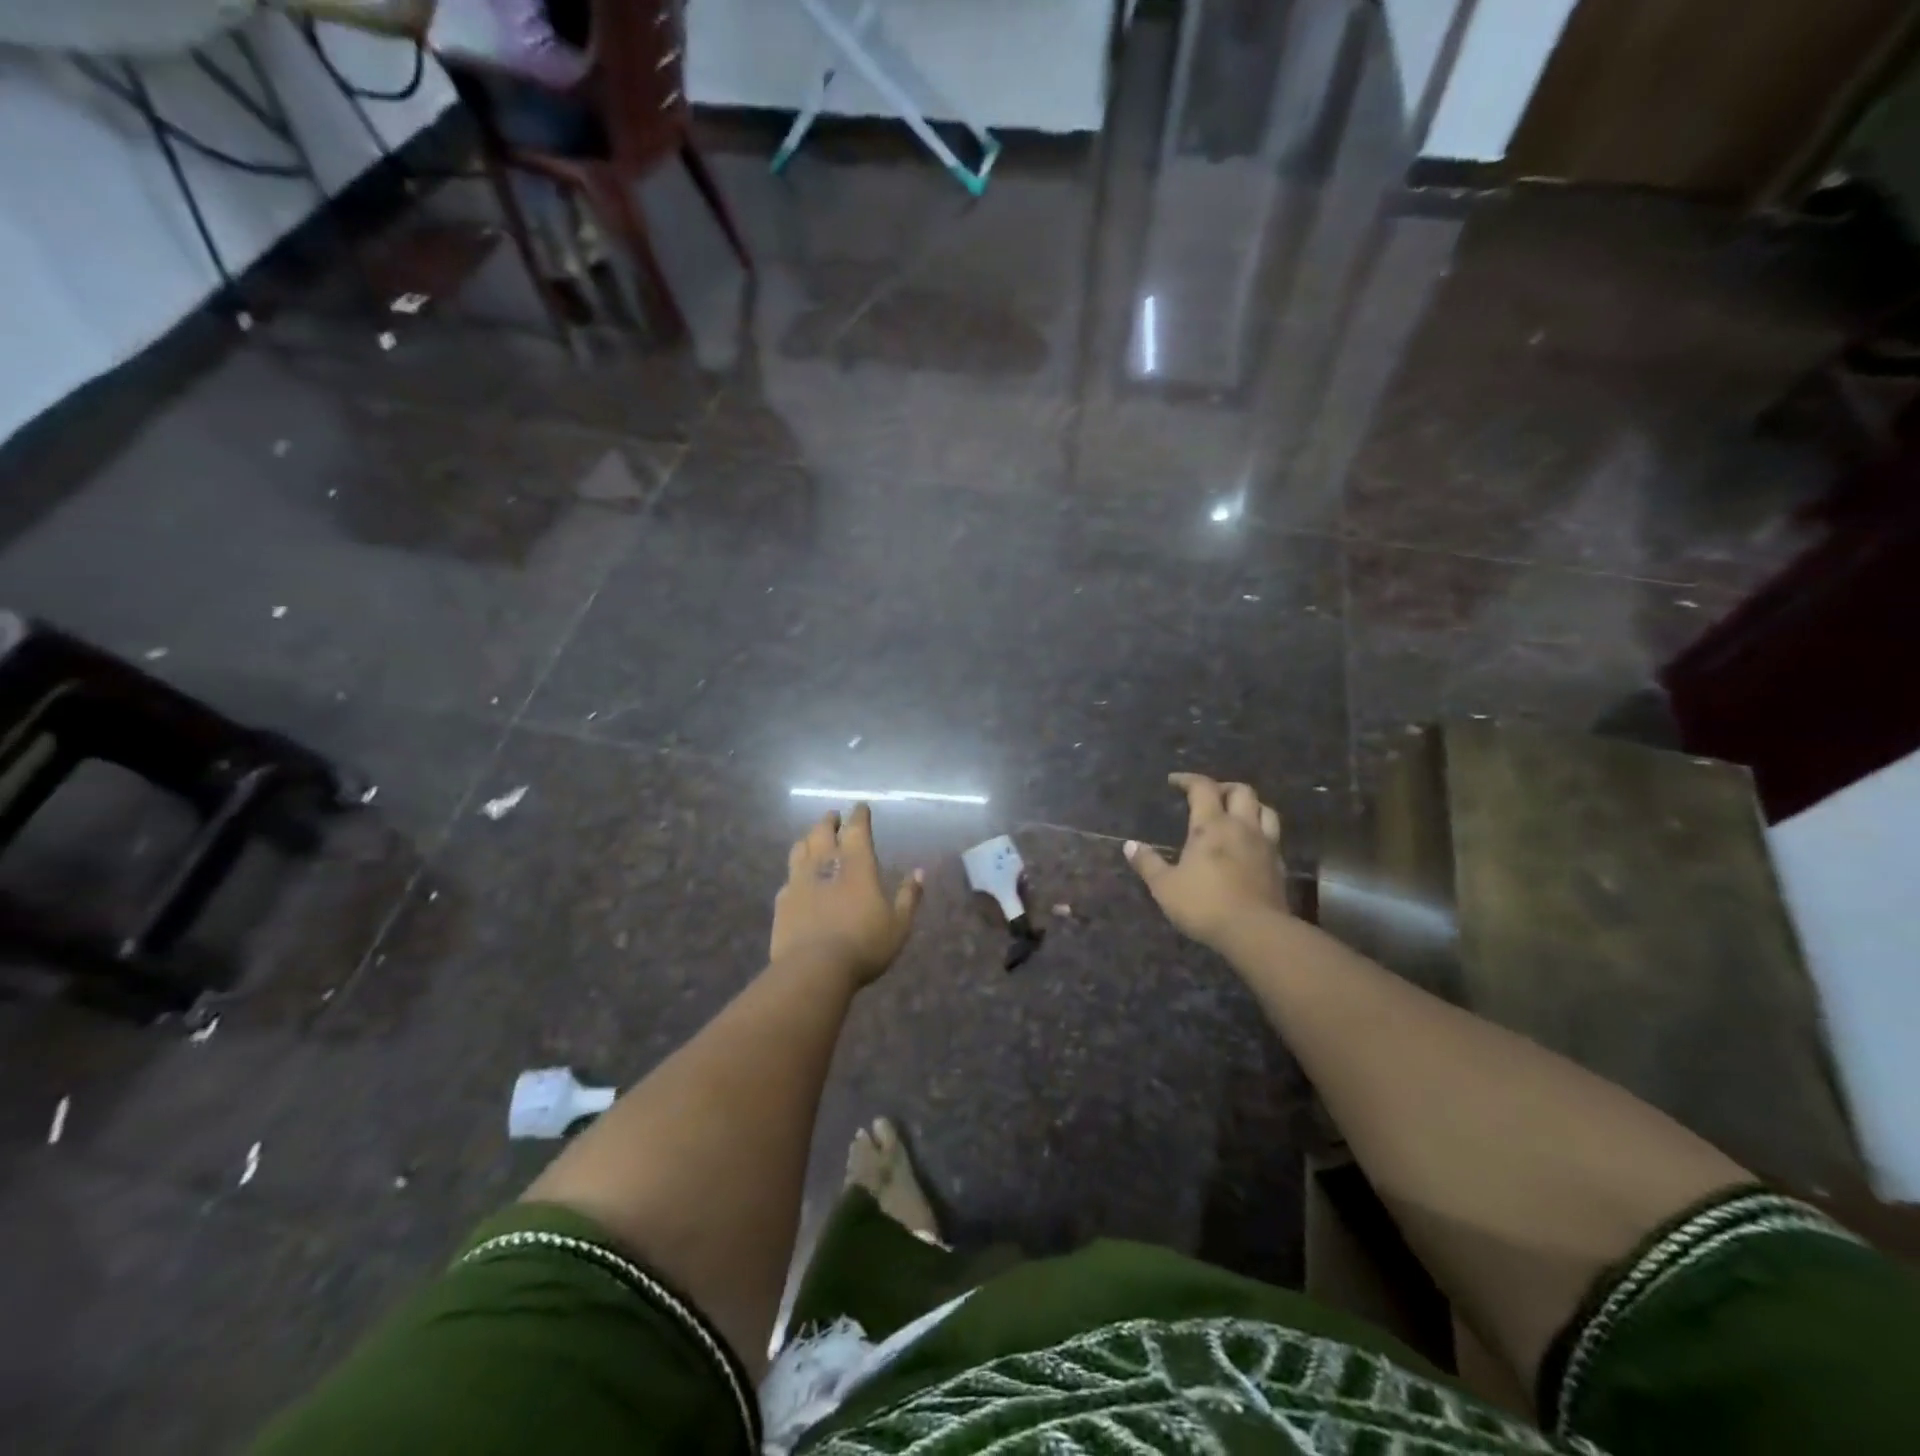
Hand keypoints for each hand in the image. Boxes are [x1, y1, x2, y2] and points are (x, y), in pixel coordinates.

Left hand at [771, 804, 924, 988]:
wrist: (813, 969)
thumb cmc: (864, 944)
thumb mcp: (898, 924)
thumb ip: (909, 896)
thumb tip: (920, 873)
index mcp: (857, 862)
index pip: (856, 827)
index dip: (859, 815)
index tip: (860, 807)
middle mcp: (825, 863)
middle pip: (822, 831)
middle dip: (829, 821)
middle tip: (833, 817)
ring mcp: (799, 880)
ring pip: (800, 848)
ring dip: (808, 839)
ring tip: (813, 839)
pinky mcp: (782, 901)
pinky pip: (788, 877)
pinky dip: (795, 871)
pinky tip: (797, 879)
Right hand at [1125, 773, 1287, 952]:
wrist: (1256, 932)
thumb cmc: (1204, 904)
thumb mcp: (1165, 887)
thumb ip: (1147, 863)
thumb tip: (1130, 845)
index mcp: (1211, 825)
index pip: (1203, 788)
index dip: (1188, 780)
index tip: (1174, 781)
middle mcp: (1242, 827)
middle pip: (1241, 791)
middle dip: (1223, 788)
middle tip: (1208, 796)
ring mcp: (1266, 845)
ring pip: (1265, 810)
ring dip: (1250, 806)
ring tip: (1235, 815)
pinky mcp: (1280, 866)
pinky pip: (1273, 838)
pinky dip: (1261, 834)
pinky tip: (1250, 847)